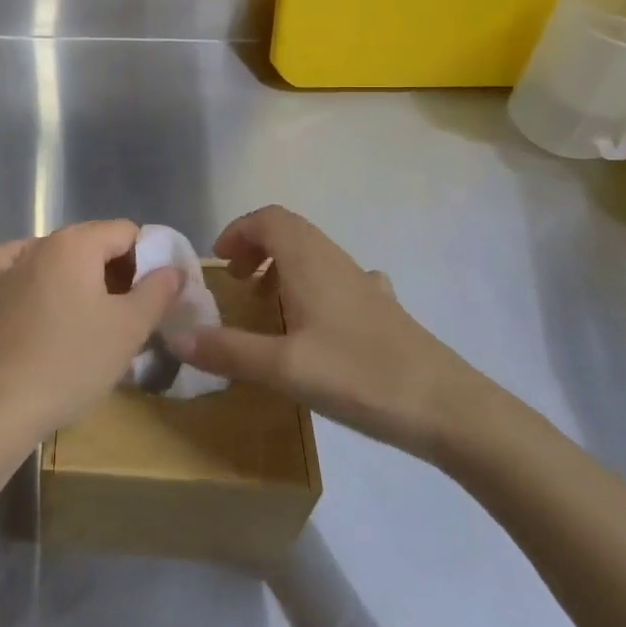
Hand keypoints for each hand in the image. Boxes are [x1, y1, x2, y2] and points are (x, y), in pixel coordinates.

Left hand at [0, 220, 182, 441]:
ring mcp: (13, 263)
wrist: (7, 403)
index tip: (155, 295)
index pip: (127, 232)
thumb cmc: (75, 361)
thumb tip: (173, 268)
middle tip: (131, 310)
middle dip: (118, 268)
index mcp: (77, 242)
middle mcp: (43, 242)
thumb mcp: (130, 327)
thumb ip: (159, 290)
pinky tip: (49, 294)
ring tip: (95, 314)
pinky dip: (43, 273)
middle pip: (94, 240)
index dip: (149, 258)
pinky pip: (25, 265)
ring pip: (62, 255)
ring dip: (84, 275)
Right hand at [176, 205, 489, 458]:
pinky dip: (313, 289)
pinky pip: (338, 281)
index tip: (219, 261)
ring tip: (268, 307)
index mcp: (310, 262)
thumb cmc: (360, 375)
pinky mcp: (383, 311)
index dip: (239, 230)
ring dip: (283, 268)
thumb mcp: (283, 368)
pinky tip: (316, 327)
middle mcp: (337, 262)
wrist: (449, 408)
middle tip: (237, 284)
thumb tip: (176, 337)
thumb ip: (228, 351)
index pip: (269, 219)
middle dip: (256, 248)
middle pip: (291, 232)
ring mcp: (364, 285)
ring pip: (315, 256)